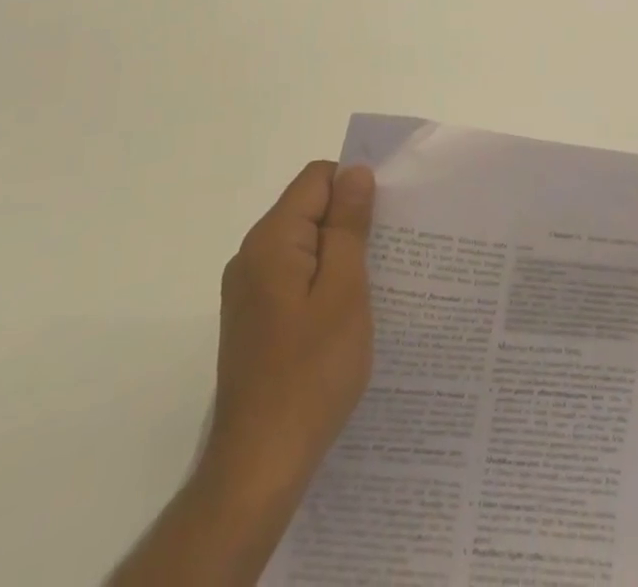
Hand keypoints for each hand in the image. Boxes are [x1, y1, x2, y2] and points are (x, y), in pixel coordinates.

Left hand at [198, 160, 375, 499]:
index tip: (387, 218)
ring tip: (374, 286)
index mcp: (271, 239)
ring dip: (338, 255)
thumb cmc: (311, 372)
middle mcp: (251, 255)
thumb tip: (355, 172)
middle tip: (390, 253)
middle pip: (307, 209)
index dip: (354, 186)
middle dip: (349, 221)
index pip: (317, 179)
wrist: (258, 466)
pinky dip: (321, 282)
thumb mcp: (344, 290)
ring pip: (302, 246)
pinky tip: (345, 316)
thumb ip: (348, 225)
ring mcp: (247, 291)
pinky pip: (293, 277)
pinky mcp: (252, 320)